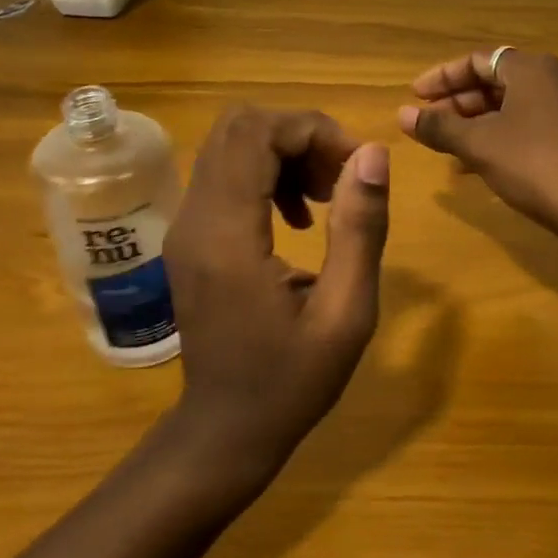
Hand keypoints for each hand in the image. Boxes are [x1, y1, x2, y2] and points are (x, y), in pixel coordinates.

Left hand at [162, 106, 389, 483]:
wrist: (224, 430)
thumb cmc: (290, 382)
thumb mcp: (346, 314)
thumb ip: (360, 229)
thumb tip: (373, 153)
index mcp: (228, 236)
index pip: (257, 134)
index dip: (313, 130)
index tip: (356, 166)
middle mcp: (194, 219)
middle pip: (238, 126)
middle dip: (300, 135)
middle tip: (342, 176)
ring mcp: (185, 226)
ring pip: (230, 145)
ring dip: (285, 152)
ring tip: (327, 196)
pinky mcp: (189, 237)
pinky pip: (224, 174)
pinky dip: (266, 174)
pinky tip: (298, 217)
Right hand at [397, 49, 557, 237]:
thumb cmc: (534, 165)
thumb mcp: (479, 145)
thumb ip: (439, 126)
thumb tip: (402, 115)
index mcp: (533, 68)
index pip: (478, 60)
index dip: (442, 77)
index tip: (415, 97)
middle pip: (498, 81)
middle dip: (459, 103)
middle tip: (430, 125)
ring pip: (515, 106)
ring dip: (479, 123)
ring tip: (450, 148)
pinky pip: (533, 125)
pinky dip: (504, 136)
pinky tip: (484, 165)